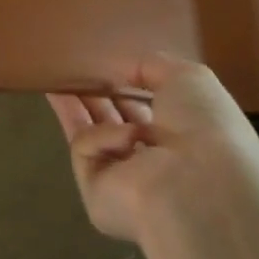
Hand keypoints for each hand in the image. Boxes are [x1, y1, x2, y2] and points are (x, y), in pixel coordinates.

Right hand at [48, 54, 258, 244]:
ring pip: (89, 134)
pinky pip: (87, 149)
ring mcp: (121, 180)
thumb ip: (152, 66)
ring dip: (76, 107)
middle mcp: (152, 159)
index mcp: (180, 135)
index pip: (145, 108)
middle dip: (91, 95)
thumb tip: (121, 69)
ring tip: (55, 82)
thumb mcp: (187, 78)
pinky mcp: (96, 194)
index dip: (124, 84)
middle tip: (67, 70)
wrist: (198, 183)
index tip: (103, 65)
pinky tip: (126, 137)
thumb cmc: (204, 126)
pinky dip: (103, 137)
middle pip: (112, 120)